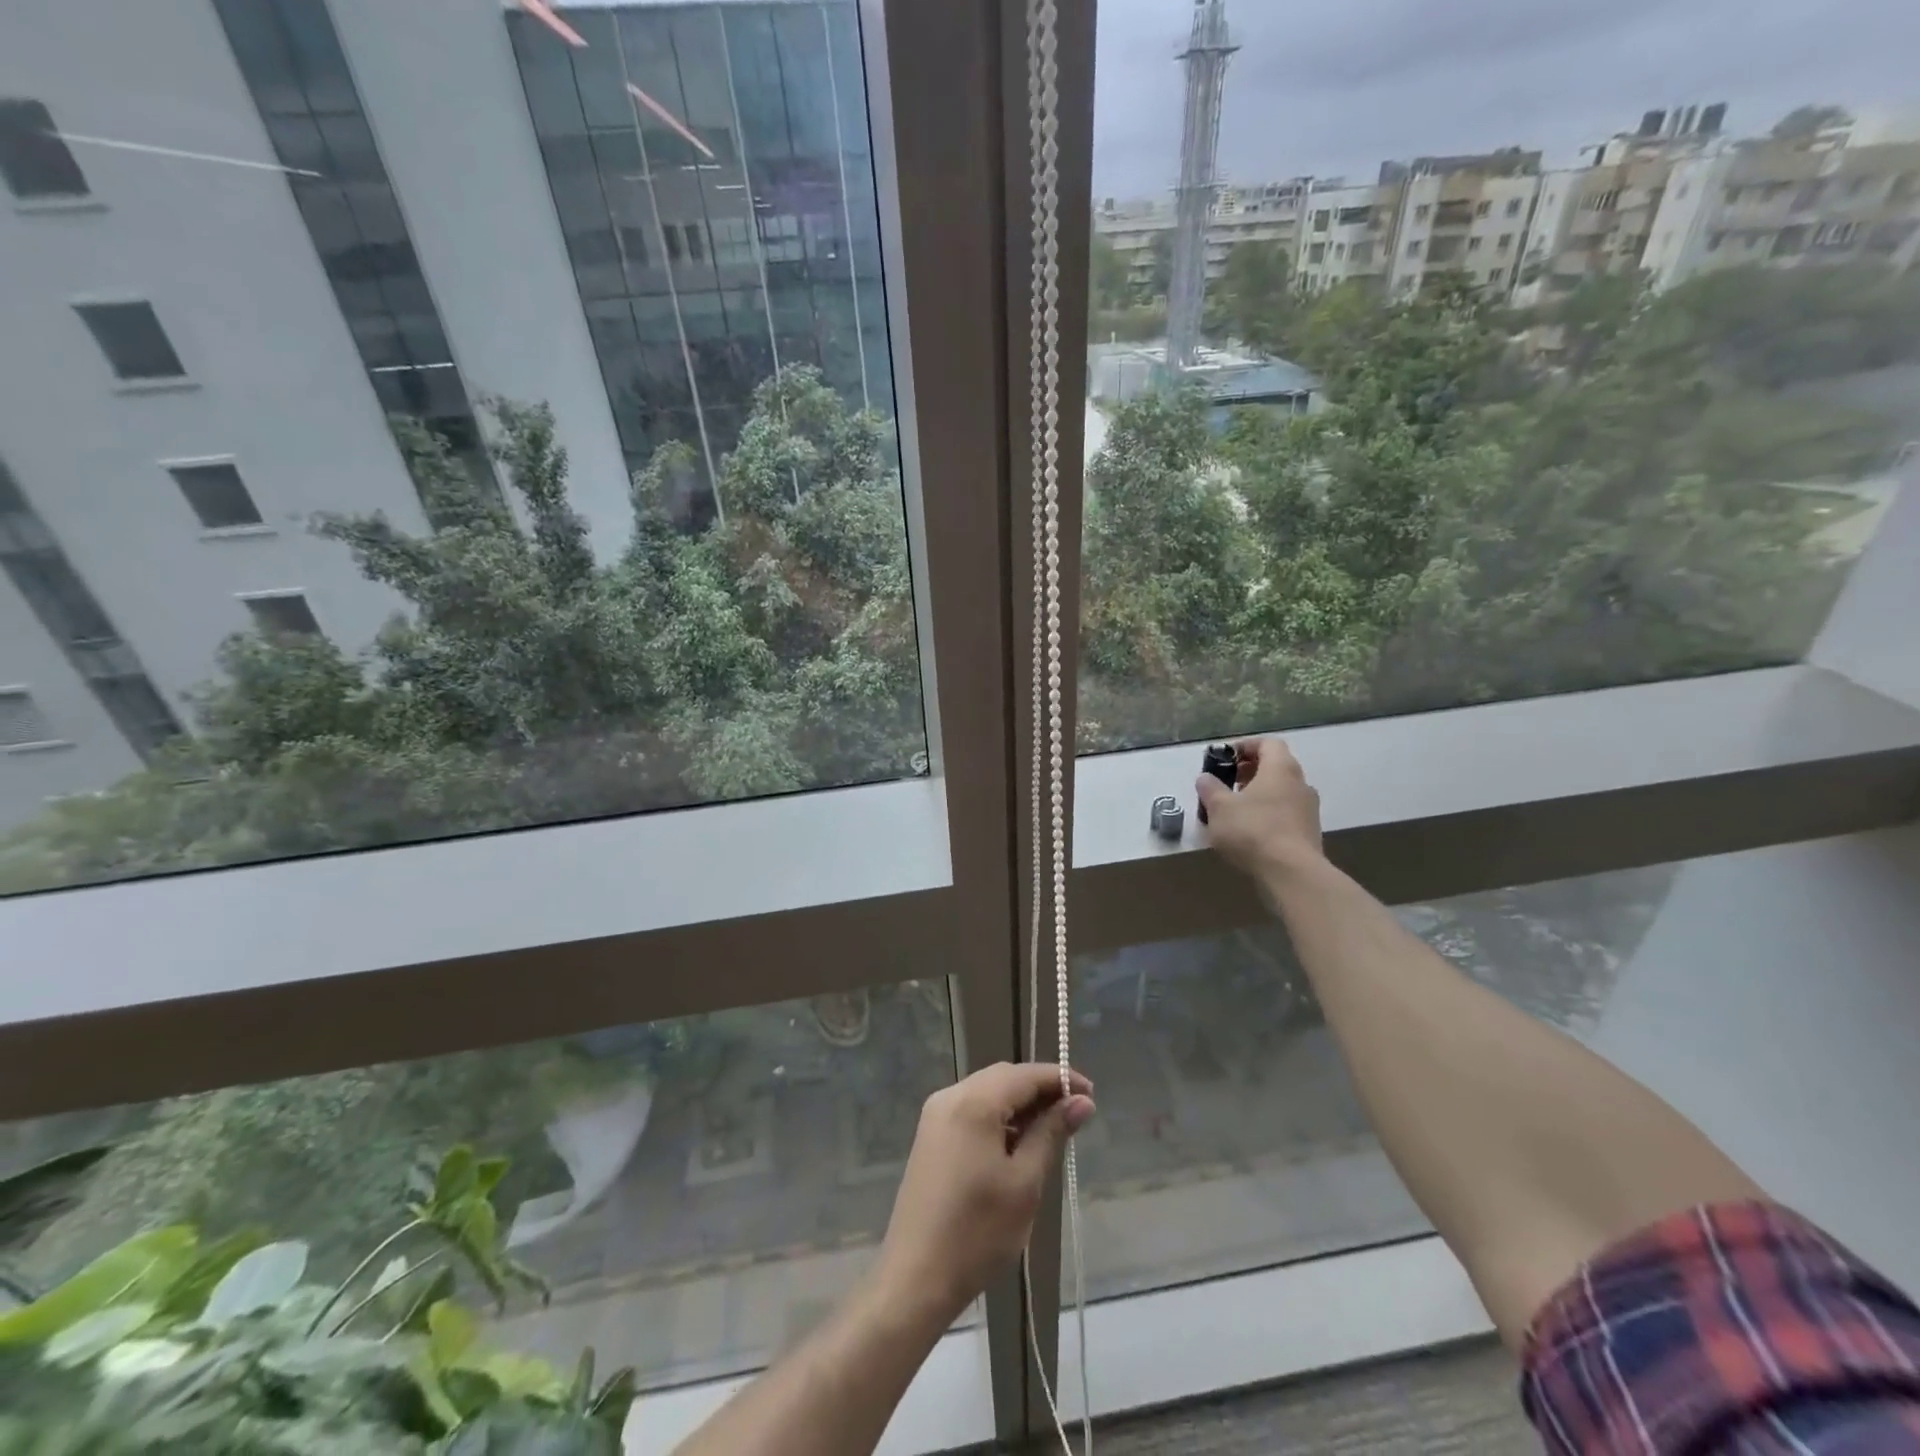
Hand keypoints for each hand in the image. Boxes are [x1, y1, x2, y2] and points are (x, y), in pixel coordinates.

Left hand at [874, 1063, 1094, 1324]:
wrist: (916, 1276)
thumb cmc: (978, 1232)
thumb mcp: (1025, 1183)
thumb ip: (1052, 1133)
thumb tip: (1081, 1102)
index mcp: (973, 1102)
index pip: (1025, 1074)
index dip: (1059, 1079)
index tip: (1091, 1095)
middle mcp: (950, 1096)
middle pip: (1004, 1077)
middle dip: (1040, 1089)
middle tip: (1075, 1113)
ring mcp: (936, 1114)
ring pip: (987, 1091)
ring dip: (1020, 1103)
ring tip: (1052, 1130)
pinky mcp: (931, 1134)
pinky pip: (972, 1109)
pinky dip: (998, 1116)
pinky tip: (1017, 1143)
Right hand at [1197, 737, 1324, 879]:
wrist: (1292, 873)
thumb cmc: (1253, 830)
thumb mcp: (1219, 808)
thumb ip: (1210, 788)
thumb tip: (1205, 778)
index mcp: (1281, 768)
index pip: (1268, 743)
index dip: (1245, 746)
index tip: (1225, 757)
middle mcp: (1300, 783)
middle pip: (1275, 766)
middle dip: (1249, 771)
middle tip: (1226, 782)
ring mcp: (1308, 809)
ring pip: (1281, 791)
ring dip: (1259, 794)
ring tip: (1234, 809)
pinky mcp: (1309, 832)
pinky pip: (1285, 812)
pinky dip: (1268, 813)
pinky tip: (1249, 831)